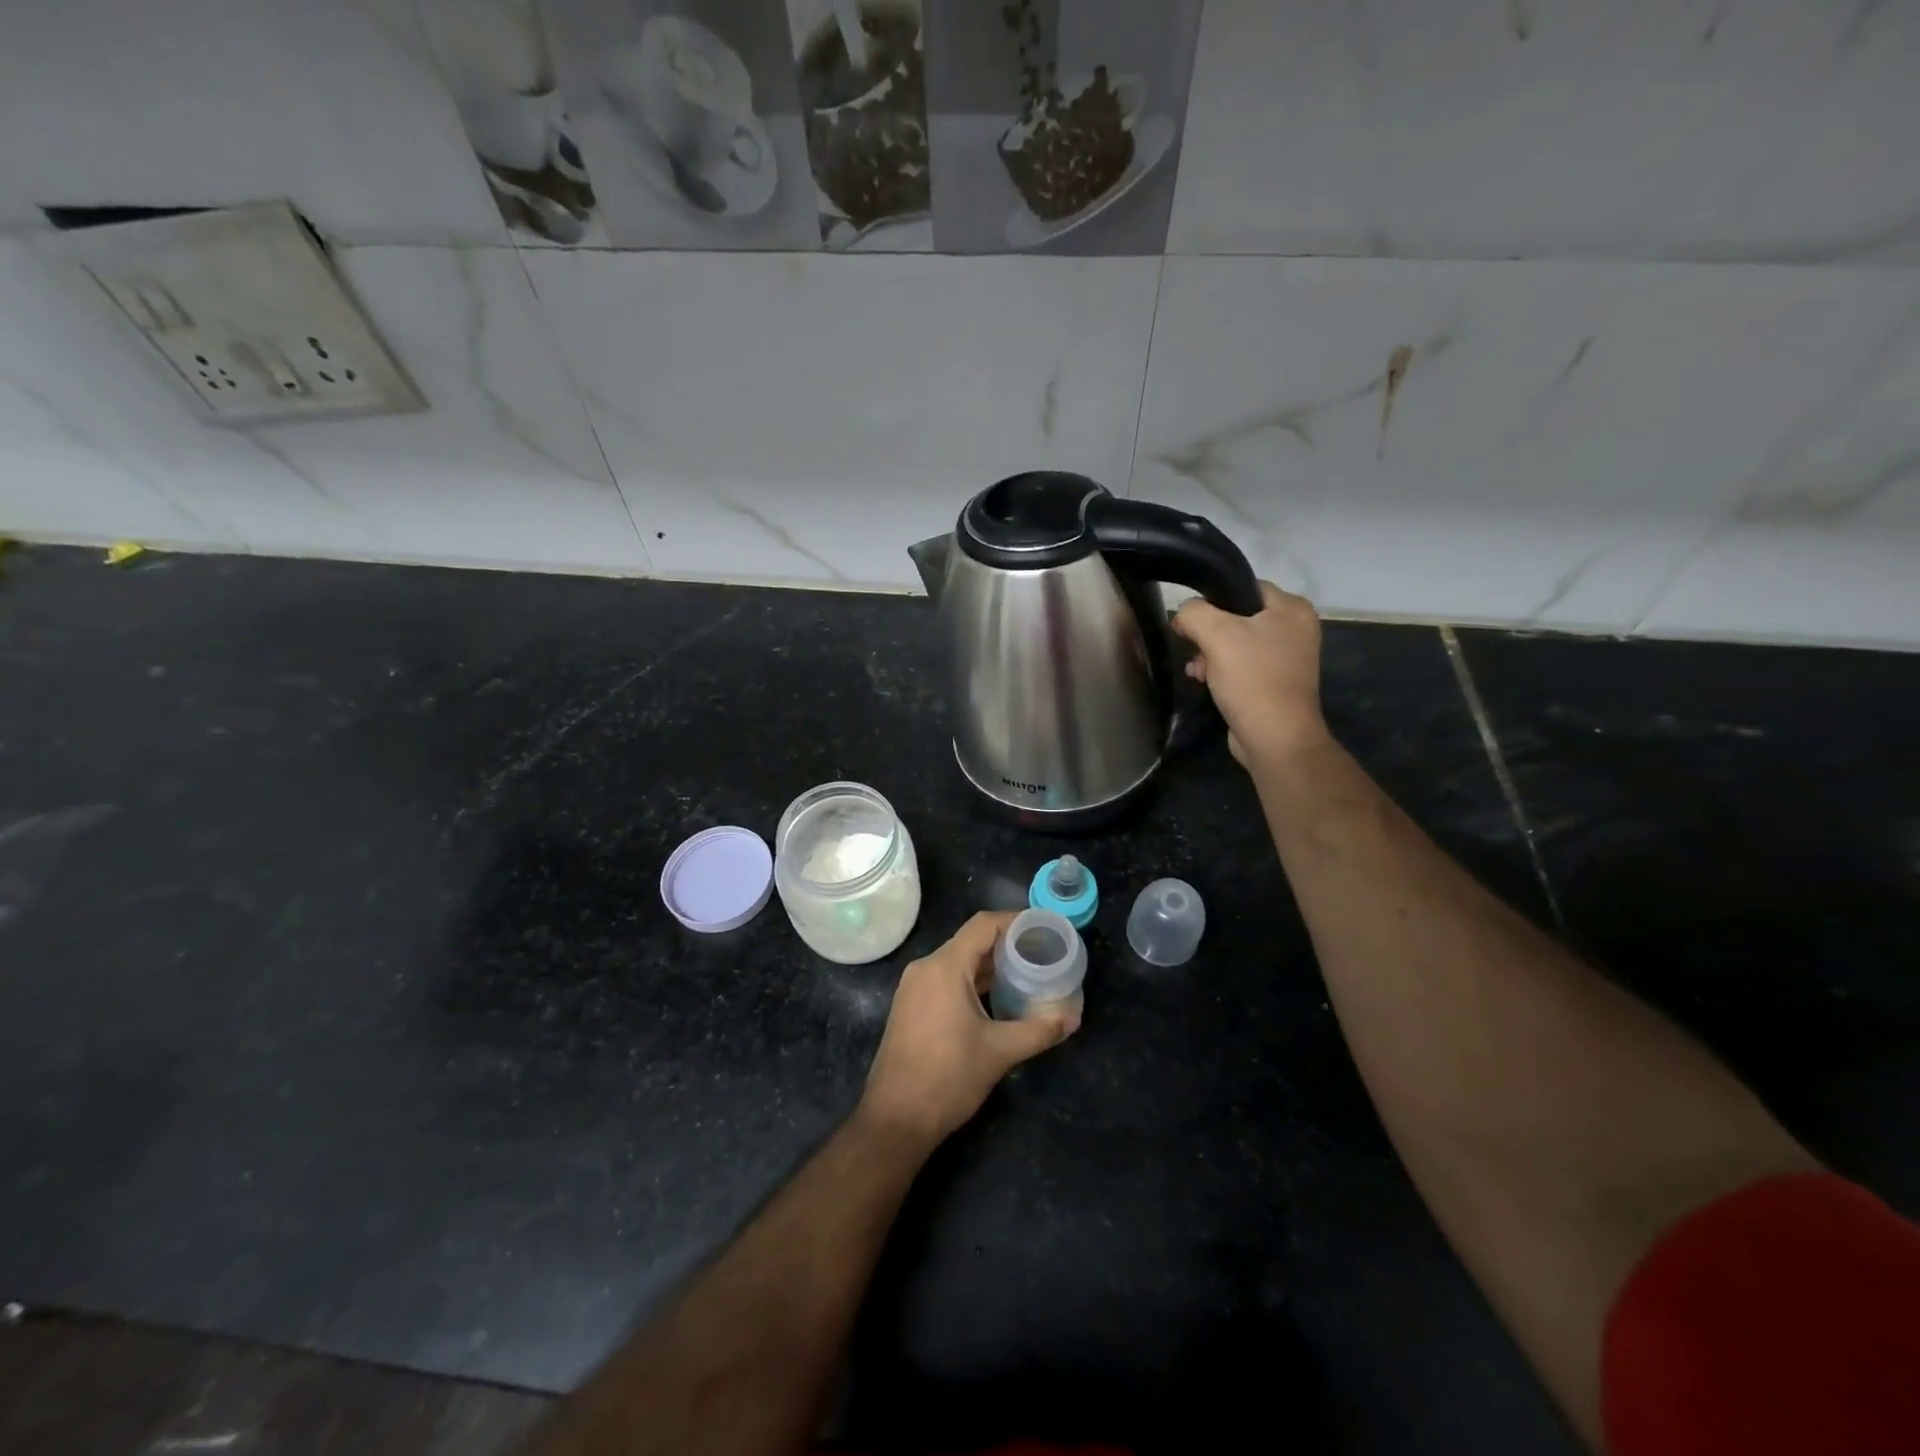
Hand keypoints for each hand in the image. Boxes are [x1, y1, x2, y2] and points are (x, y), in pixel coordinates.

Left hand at [859, 911, 1079, 1146]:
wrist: (895, 1119)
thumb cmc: (948, 1078)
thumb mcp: (1000, 1052)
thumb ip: (1039, 1030)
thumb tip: (1073, 1018)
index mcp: (945, 967)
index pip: (983, 925)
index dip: (1016, 921)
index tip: (1045, 928)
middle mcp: (926, 968)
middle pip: (971, 941)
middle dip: (1008, 944)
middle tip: (1043, 953)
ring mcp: (914, 987)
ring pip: (959, 961)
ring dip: (991, 965)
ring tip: (1027, 974)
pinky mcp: (911, 1006)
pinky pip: (947, 979)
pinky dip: (973, 981)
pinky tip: (998, 998)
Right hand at [1173, 581, 1330, 766]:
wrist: (1274, 738)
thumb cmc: (1252, 679)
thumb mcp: (1217, 634)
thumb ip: (1194, 613)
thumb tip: (1182, 615)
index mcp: (1292, 609)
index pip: (1244, 587)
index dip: (1213, 599)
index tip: (1191, 619)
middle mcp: (1295, 629)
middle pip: (1238, 617)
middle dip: (1208, 633)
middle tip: (1192, 647)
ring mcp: (1287, 658)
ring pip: (1235, 643)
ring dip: (1210, 654)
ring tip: (1196, 670)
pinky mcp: (1274, 682)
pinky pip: (1241, 666)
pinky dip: (1220, 670)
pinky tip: (1203, 681)